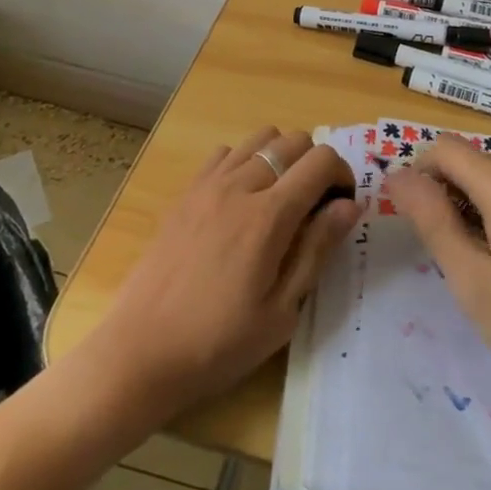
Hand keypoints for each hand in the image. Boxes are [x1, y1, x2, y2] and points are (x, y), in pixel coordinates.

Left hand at [91, 128, 356, 421]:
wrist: (140, 351)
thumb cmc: (218, 343)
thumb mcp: (281, 312)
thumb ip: (317, 249)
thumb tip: (349, 204)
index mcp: (269, 216)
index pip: (321, 161)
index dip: (342, 175)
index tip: (341, 206)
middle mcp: (240, 185)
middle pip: (293, 140)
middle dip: (315, 164)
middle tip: (314, 206)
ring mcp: (209, 184)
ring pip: (260, 137)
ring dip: (281, 157)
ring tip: (280, 199)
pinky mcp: (186, 192)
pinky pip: (226, 152)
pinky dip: (245, 162)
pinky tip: (241, 200)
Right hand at [388, 139, 490, 414]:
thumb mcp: (472, 280)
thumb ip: (432, 220)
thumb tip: (397, 175)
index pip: (444, 148)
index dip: (420, 175)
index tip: (416, 222)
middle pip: (471, 160)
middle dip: (447, 192)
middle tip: (449, 252)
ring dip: (473, 203)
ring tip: (479, 261)